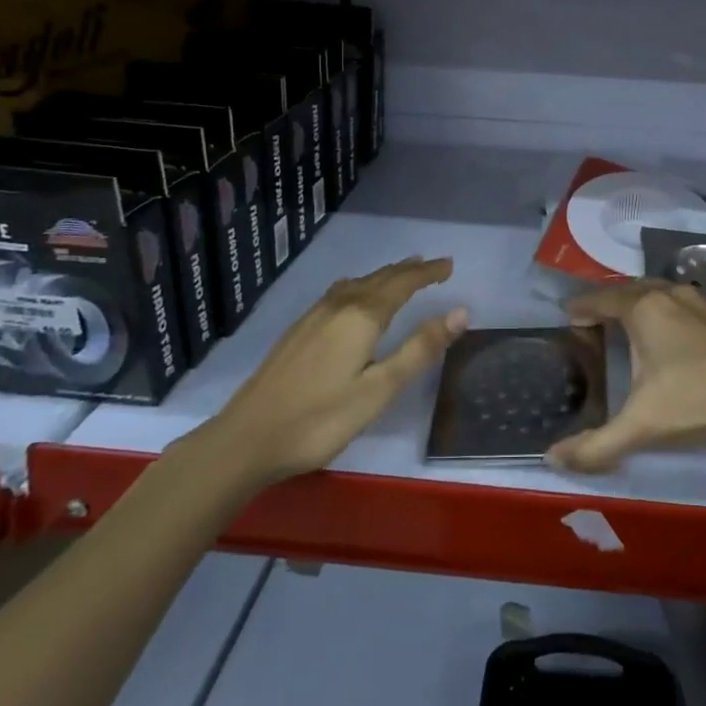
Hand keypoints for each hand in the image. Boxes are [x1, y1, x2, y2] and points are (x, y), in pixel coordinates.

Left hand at [212, 257, 465, 485]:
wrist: (246, 439)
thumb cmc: (320, 419)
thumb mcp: (379, 390)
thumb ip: (419, 349)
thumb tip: (459, 312)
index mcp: (362, 316)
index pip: (403, 283)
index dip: (428, 273)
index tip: (450, 265)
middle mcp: (338, 305)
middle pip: (380, 278)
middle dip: (408, 270)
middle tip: (433, 266)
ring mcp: (314, 316)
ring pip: (358, 284)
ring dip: (384, 276)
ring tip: (401, 274)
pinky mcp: (298, 331)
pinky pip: (340, 293)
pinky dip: (362, 287)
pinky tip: (355, 298)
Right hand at [546, 280, 705, 474]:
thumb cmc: (697, 400)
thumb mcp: (641, 426)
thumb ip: (595, 445)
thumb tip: (552, 459)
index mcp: (643, 309)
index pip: (600, 299)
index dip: (581, 307)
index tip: (567, 315)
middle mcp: (668, 294)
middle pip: (627, 289)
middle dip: (607, 302)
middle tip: (591, 321)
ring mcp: (697, 300)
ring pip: (655, 292)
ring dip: (635, 302)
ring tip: (624, 324)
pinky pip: (677, 301)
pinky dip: (660, 309)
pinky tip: (665, 333)